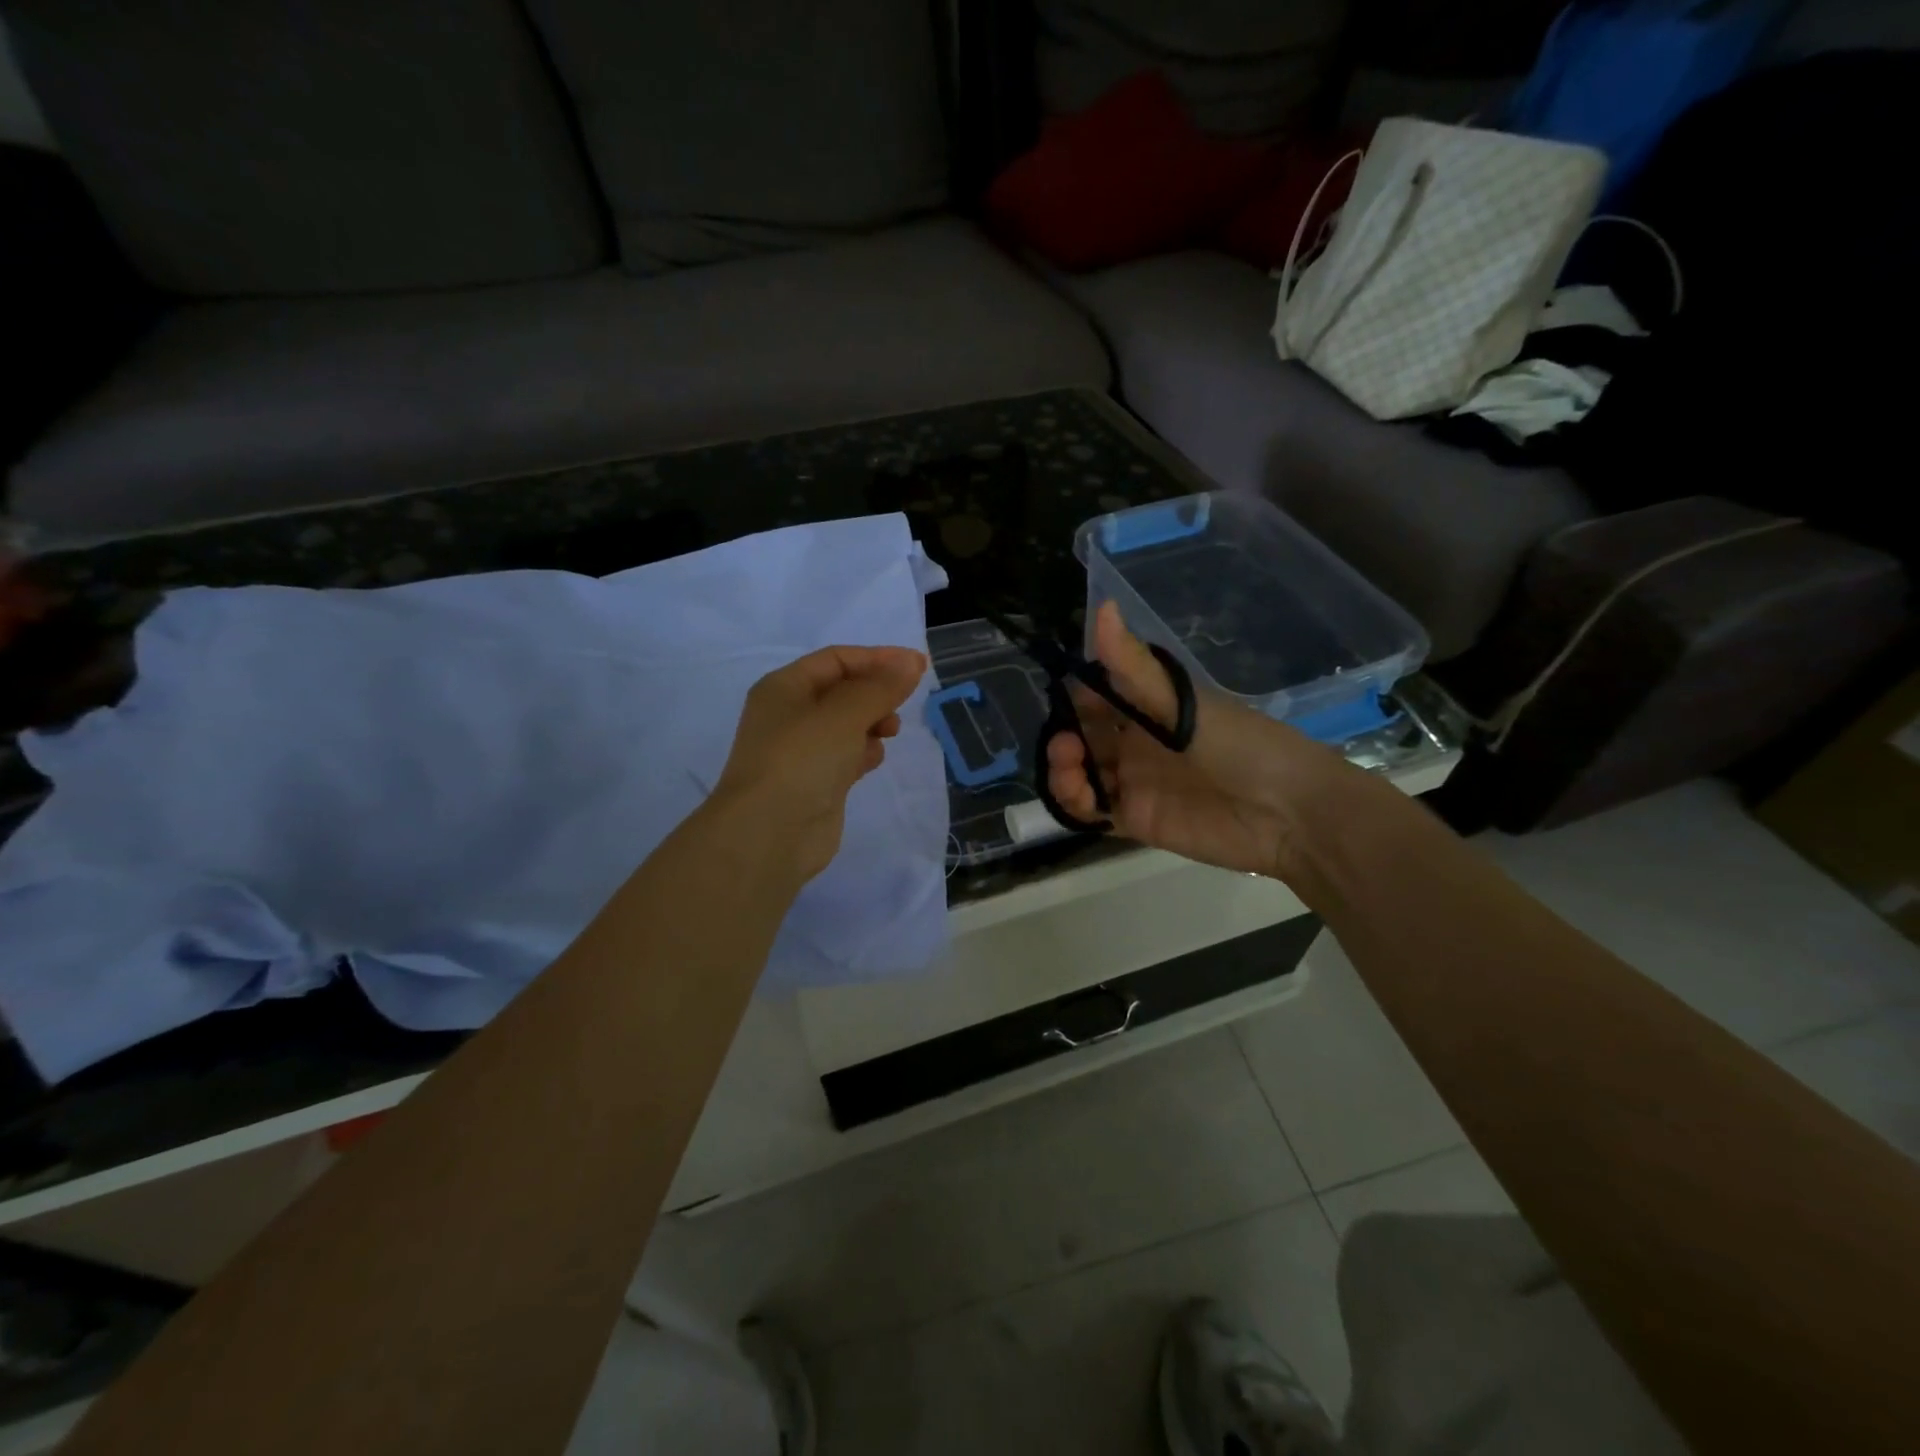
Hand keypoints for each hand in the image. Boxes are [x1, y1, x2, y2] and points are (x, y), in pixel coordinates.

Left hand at [712, 644, 926, 882]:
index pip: (836, 659)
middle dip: (875, 693)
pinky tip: (874, 759)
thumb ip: (881, 687)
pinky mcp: (814, 783)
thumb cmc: (802, 761)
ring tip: (890, 733)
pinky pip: (845, 755)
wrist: (769, 835)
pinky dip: (863, 751)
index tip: (916, 667)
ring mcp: (800, 751)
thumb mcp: (844, 714)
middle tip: (901, 705)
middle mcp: (789, 715)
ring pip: (845, 724)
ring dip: (872, 722)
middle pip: (842, 690)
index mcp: (783, 688)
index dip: (877, 658)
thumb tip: (911, 662)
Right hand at [1045, 602, 1350, 883]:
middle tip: (1064, 744)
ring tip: (1069, 766)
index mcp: (1149, 709)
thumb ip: (1134, 666)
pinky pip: (1092, 812)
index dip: (1073, 698)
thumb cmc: (1239, 744)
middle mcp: (1137, 744)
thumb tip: (1102, 605)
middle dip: (1063, 737)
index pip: (1096, 698)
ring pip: (1081, 774)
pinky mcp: (1136, 820)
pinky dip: (1075, 804)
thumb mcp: (1182, 702)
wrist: (1288, 811)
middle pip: (1083, 738)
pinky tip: (1079, 796)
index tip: (1059, 699)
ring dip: (1063, 770)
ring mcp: (1134, 783)